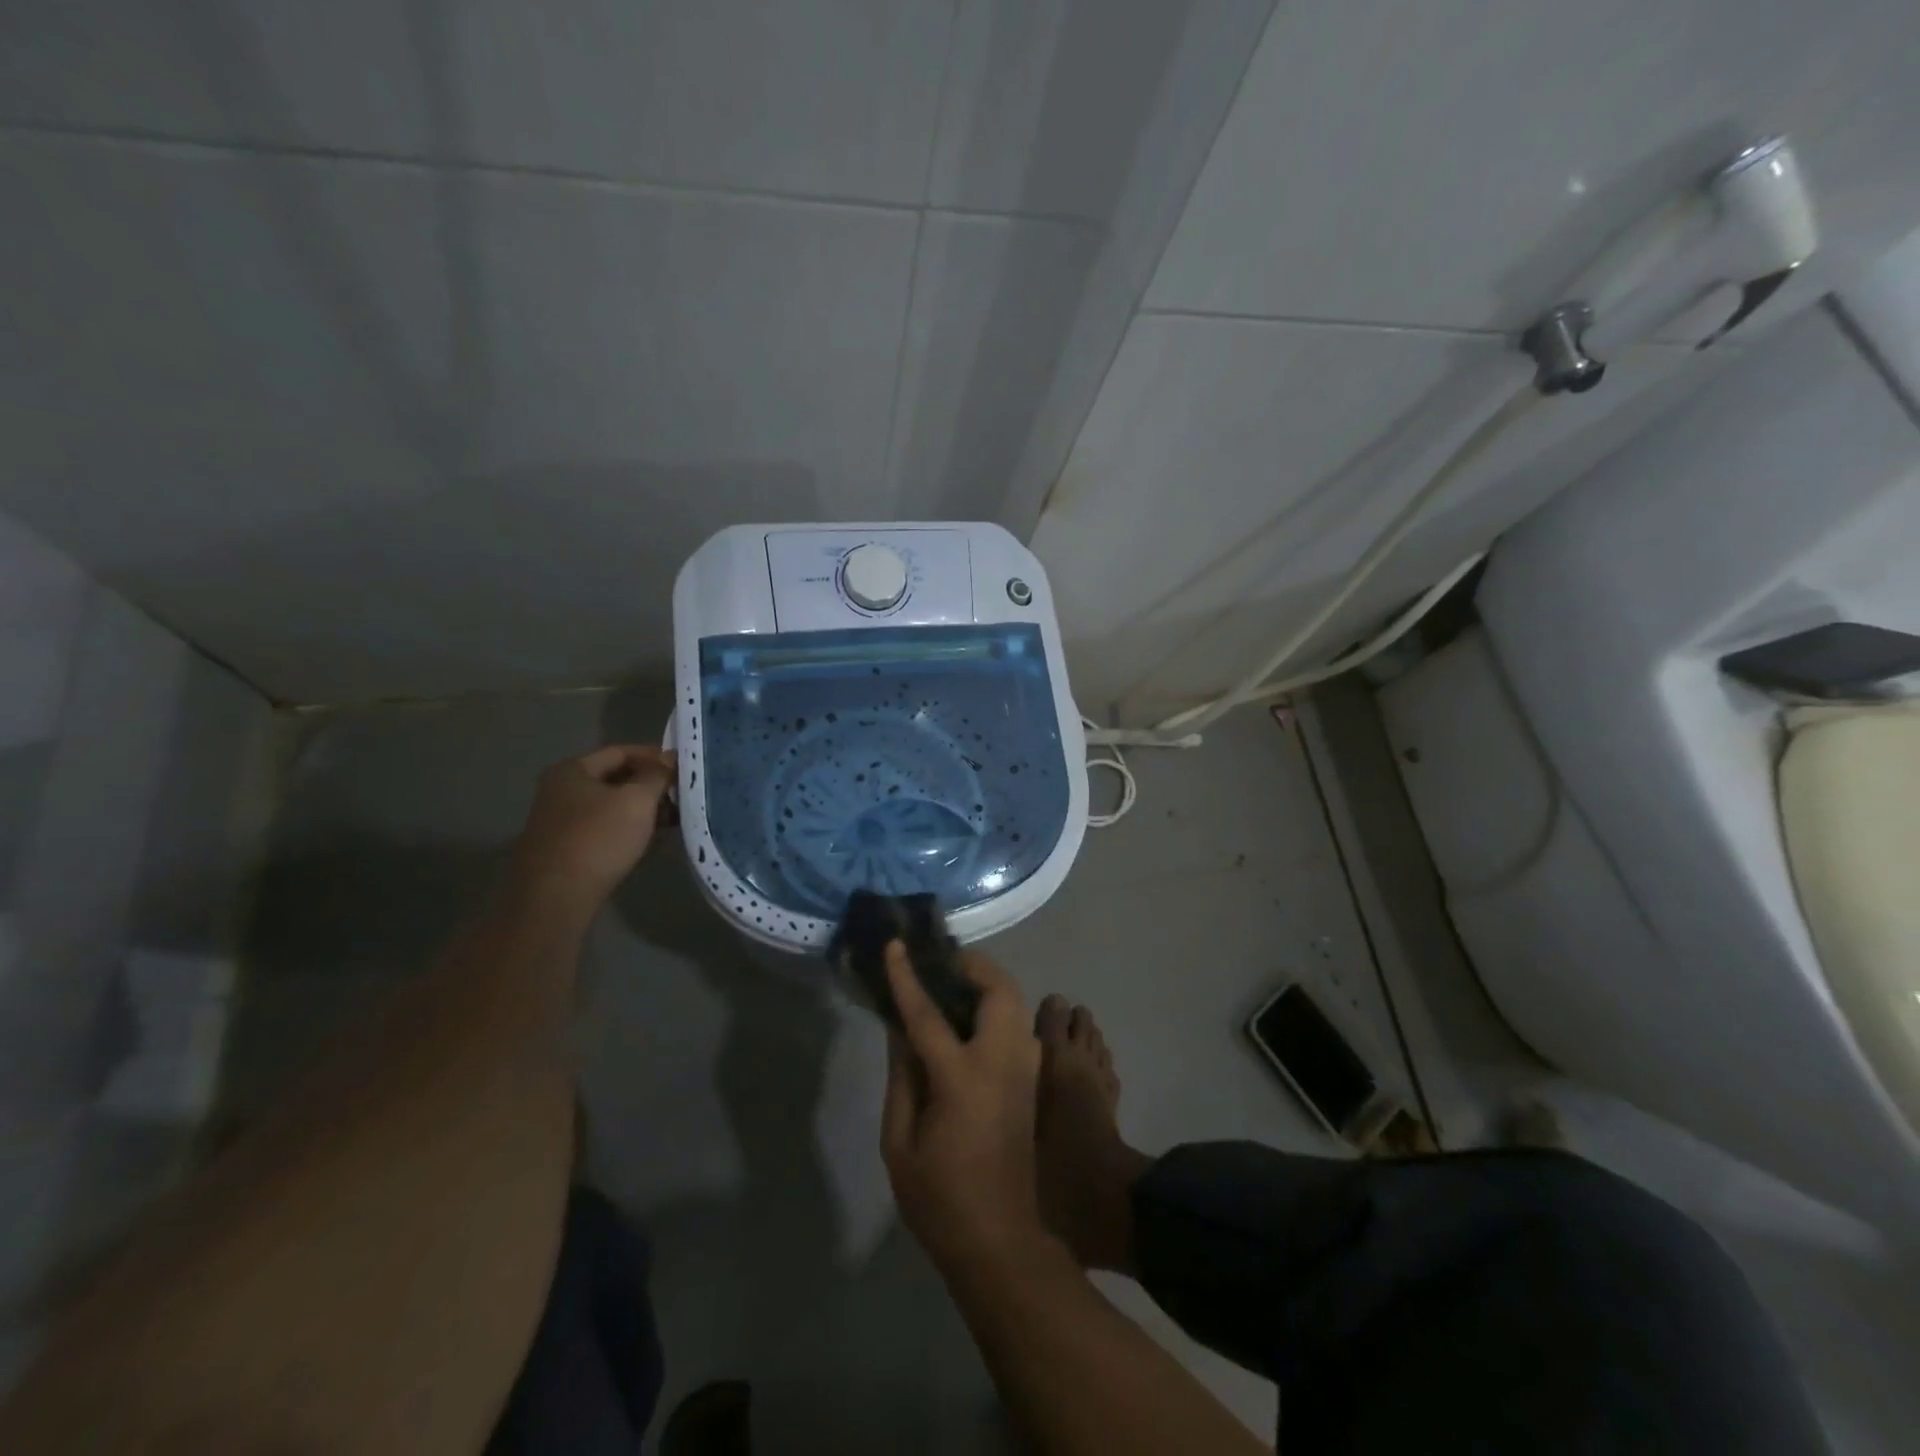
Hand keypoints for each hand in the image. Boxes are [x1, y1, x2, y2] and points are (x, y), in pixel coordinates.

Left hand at [510, 745, 675, 910]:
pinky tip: (649, 838)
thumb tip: (669, 759)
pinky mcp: (565, 848)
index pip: (621, 751)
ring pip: (611, 805)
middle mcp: (560, 790)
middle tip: (682, 793)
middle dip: (651, 784)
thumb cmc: (598, 839)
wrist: (555, 898)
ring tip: (674, 817)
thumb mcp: (637, 801)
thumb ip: (657, 775)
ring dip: (642, 808)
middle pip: (615, 777)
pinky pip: (604, 827)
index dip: (655, 756)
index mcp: (572, 770)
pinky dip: (628, 827)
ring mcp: (560, 820)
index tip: (683, 767)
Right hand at [881, 943, 1052, 1273]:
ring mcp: (1024, 1070)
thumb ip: (901, 1078)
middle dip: (972, 965)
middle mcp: (1002, 1062)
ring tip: (953, 988)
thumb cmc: (940, 1199)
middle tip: (940, 965)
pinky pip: (1019, 1025)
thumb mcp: (900, 1144)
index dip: (908, 977)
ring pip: (1016, 1003)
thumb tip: (899, 1029)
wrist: (1002, 1242)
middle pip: (998, 989)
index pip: (928, 1014)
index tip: (895, 945)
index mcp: (962, 1079)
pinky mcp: (1032, 1081)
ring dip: (988, 984)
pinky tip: (971, 1022)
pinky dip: (998, 1007)